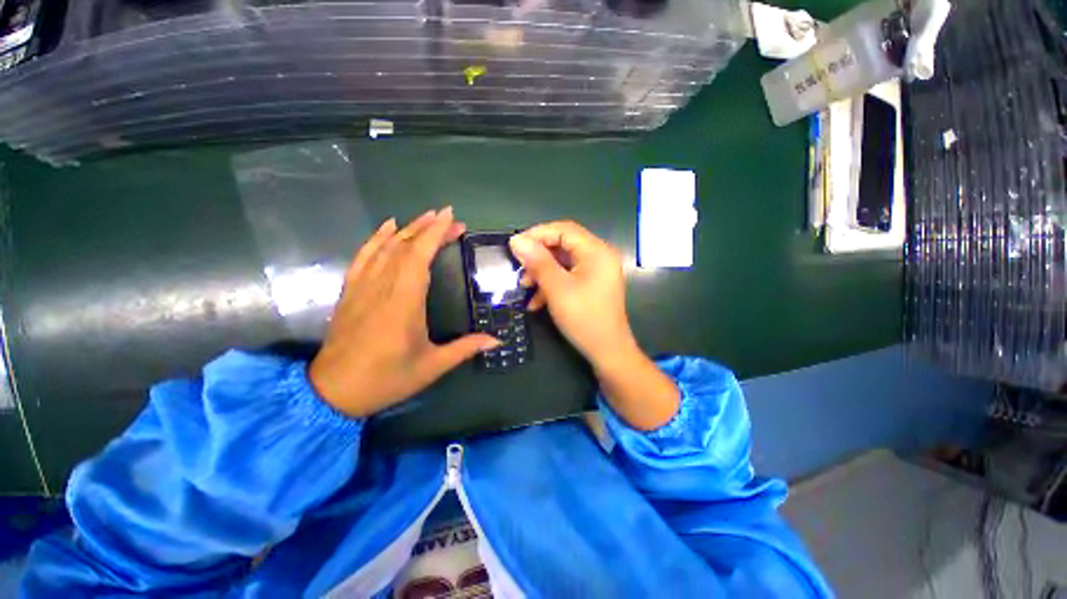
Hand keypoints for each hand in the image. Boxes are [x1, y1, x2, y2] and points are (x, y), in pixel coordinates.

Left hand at [309, 209, 498, 417]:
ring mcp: (362, 287)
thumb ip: (465, 348)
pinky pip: (363, 256)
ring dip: (407, 229)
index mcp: (404, 302)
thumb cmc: (387, 378)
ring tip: (426, 217)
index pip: (419, 257)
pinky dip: (376, 238)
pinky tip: (388, 227)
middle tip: (450, 218)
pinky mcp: (350, 291)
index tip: (452, 218)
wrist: (333, 392)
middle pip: (405, 247)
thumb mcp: (432, 366)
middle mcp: (382, 287)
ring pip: (385, 248)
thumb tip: (496, 341)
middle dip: (428, 228)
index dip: (435, 234)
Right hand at [509, 221, 678, 430]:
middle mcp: (599, 256)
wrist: (607, 352)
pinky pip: (568, 276)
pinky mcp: (591, 284)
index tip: (515, 246)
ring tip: (525, 287)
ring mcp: (596, 271)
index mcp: (596, 251)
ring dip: (542, 272)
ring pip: (562, 262)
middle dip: (538, 257)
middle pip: (562, 245)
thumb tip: (516, 240)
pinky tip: (536, 302)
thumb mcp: (557, 289)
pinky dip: (551, 284)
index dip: (537, 234)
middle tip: (519, 269)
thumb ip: (537, 262)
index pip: (563, 230)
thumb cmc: (584, 318)